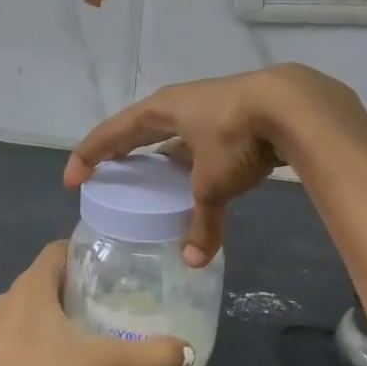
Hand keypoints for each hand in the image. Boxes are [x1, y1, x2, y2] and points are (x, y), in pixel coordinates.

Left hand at [0, 242, 192, 365]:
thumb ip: (148, 355)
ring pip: (34, 302)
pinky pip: (22, 326)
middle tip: (112, 291)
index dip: (85, 249)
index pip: (59, 248)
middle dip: (78, 279)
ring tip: (92, 320)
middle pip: (48, 274)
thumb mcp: (103, 363)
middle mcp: (12, 295)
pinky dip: (44, 329)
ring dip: (59, 306)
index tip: (112, 259)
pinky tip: (63, 351)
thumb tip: (187, 352)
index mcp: (33, 283)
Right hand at [66, 65, 361, 266]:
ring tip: (153, 181)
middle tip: (107, 174)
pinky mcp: (237, 116)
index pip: (113, 132)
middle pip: (140, 128)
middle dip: (122, 151)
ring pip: (174, 133)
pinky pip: (201, 140)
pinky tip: (200, 176)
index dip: (90, 155)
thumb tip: (194, 261)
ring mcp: (210, 107)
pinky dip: (194, 159)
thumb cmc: (236, 136)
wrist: (294, 106)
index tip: (73, 180)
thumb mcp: (214, 184)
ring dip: (162, 155)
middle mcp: (181, 104)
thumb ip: (202, 222)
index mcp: (162, 110)